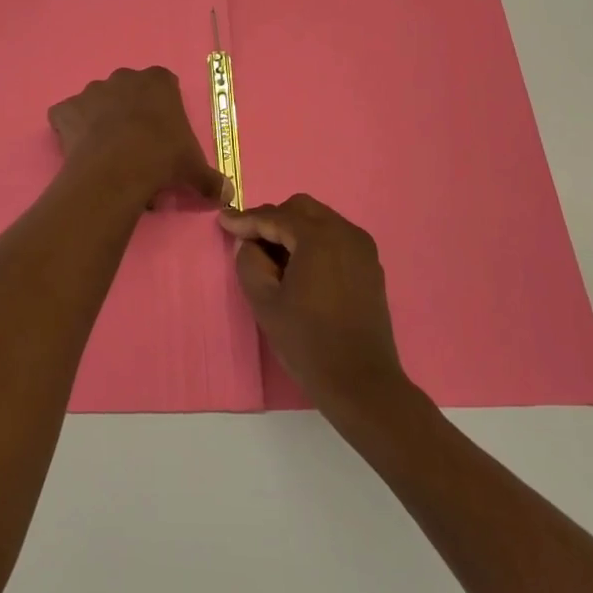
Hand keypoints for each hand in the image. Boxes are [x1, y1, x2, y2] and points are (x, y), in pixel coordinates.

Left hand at [48, 67, 228, 208]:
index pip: (163, 85)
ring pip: (96, 102)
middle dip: (129, 112)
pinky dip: (69, 129)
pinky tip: (78, 151)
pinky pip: (66, 116)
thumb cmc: (163, 158)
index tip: (163, 134)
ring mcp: (91, 91)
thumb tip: (228, 195)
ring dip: (99, 121)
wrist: (118, 168)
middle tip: (136, 146)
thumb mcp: (194, 169)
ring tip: (107, 154)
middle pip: (127, 91)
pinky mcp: (65, 109)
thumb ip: (211, 179)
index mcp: (158, 81)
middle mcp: (123, 78)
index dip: (162, 109)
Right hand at [222, 194, 407, 413]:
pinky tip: (300, 267)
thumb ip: (249, 262)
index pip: (275, 216)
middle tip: (249, 240)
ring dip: (294, 229)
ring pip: (320, 220)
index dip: (246, 219)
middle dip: (272, 219)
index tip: (223, 221)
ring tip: (273, 256)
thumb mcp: (265, 302)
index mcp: (318, 237)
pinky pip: (336, 238)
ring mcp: (362, 248)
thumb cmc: (308, 343)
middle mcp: (345, 232)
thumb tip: (247, 243)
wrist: (362, 384)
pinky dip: (314, 242)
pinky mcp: (370, 266)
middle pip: (301, 208)